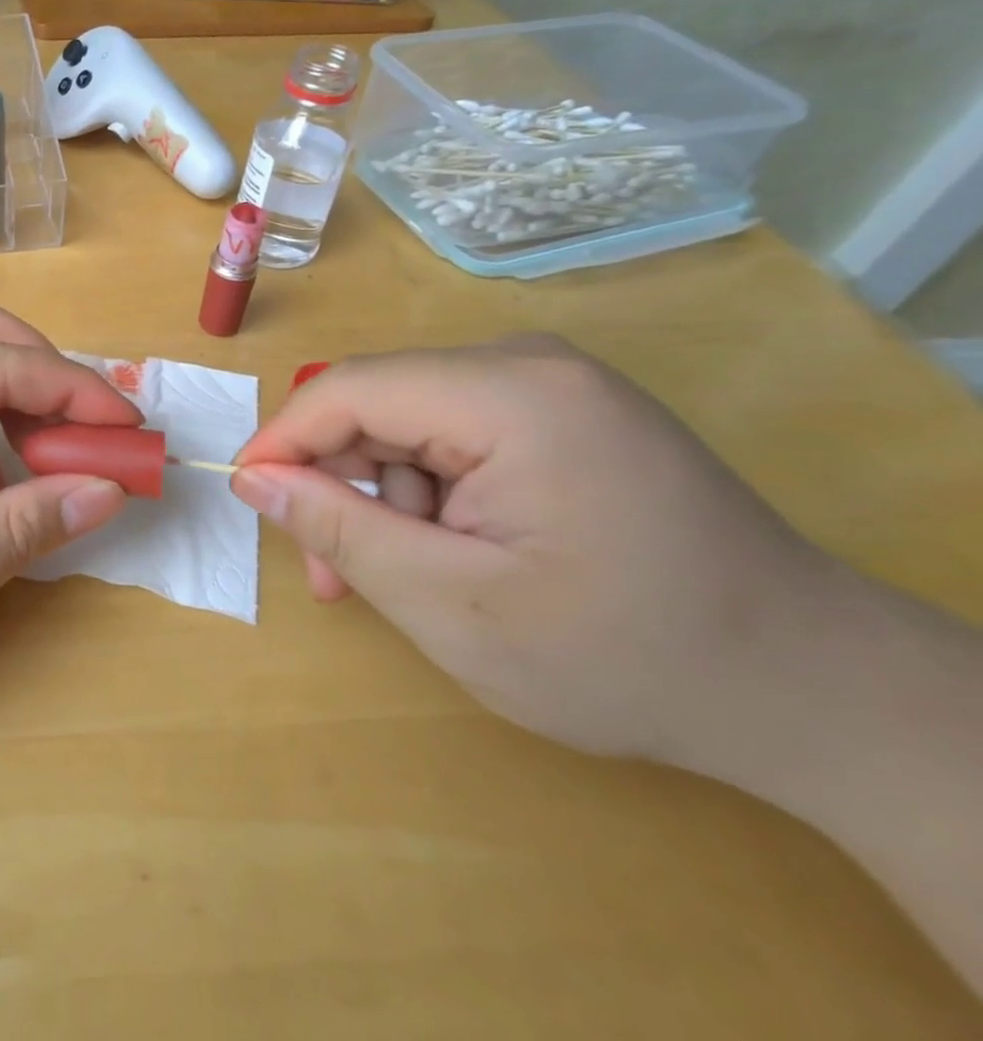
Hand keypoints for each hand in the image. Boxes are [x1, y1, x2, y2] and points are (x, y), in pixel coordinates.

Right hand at [231, 335, 827, 766]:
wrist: (810, 690)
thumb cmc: (624, 655)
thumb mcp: (452, 604)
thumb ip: (338, 529)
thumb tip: (250, 477)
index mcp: (512, 394)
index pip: (349, 388)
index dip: (282, 440)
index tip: (244, 498)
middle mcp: (528, 365)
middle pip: (379, 402)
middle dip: (339, 483)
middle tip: (332, 575)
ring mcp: (550, 384)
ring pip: (408, 421)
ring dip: (383, 497)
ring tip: (398, 580)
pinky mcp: (560, 411)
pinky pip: (452, 432)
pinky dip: (427, 491)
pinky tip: (447, 551)